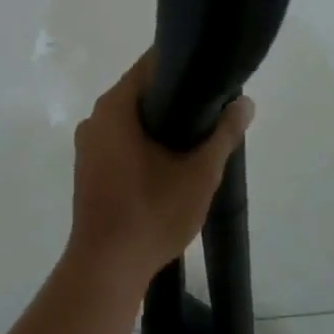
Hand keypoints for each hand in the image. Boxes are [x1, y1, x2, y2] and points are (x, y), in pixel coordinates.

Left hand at [70, 53, 253, 285]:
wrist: (107, 269)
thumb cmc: (152, 214)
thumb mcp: (199, 174)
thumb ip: (223, 134)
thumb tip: (245, 103)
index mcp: (114, 108)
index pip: (150, 66)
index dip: (182, 64)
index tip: (210, 74)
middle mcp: (95, 119)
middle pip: (140, 92)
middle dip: (175, 97)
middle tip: (212, 108)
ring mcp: (88, 145)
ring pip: (130, 119)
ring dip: (160, 123)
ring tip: (198, 135)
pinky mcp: (88, 169)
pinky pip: (120, 141)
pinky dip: (144, 142)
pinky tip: (170, 160)